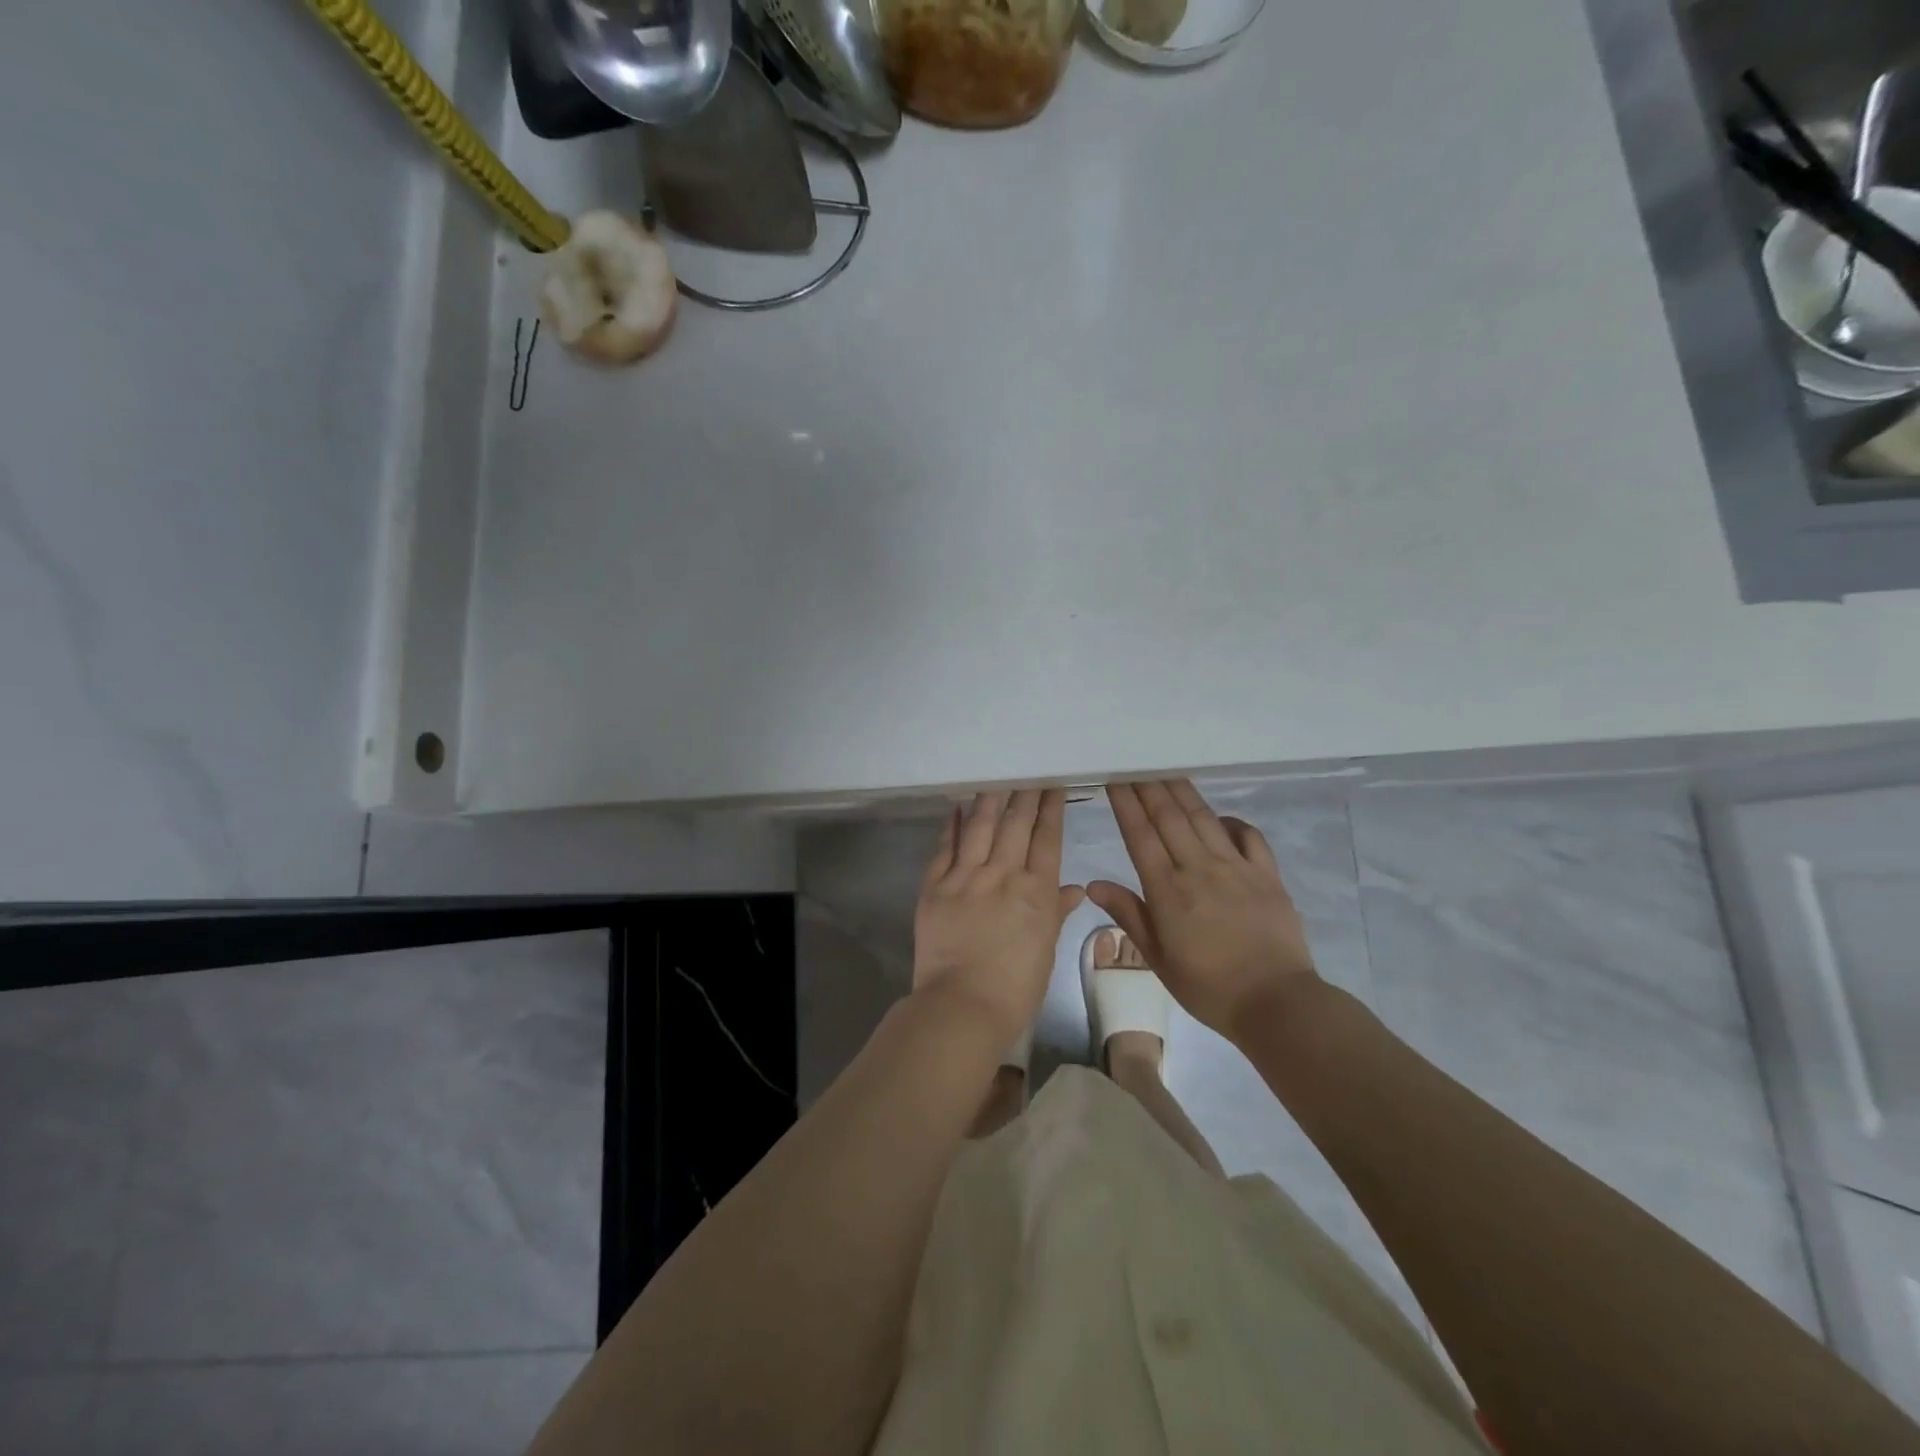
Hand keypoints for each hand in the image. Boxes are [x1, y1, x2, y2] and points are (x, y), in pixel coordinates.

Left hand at [913, 790, 1085, 1046]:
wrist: (963, 1006)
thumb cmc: (1015, 988)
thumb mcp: (1046, 950)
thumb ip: (1056, 913)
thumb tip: (1075, 888)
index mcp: (1036, 891)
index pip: (1047, 838)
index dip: (1051, 808)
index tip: (1053, 784)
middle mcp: (1002, 874)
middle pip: (1015, 824)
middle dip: (1024, 794)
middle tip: (1027, 769)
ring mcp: (966, 877)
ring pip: (980, 827)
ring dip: (989, 799)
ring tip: (995, 777)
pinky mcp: (935, 887)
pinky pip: (944, 848)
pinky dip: (950, 825)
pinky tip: (956, 806)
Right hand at [1086, 780, 1318, 1039]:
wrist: (1276, 1003)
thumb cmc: (1208, 986)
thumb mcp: (1158, 958)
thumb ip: (1129, 915)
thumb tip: (1093, 883)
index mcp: (1168, 889)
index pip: (1140, 835)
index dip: (1126, 804)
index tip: (1115, 778)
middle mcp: (1199, 868)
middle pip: (1169, 817)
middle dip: (1149, 787)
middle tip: (1135, 763)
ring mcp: (1236, 868)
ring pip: (1204, 819)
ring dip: (1183, 792)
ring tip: (1167, 770)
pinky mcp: (1267, 875)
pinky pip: (1248, 836)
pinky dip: (1232, 821)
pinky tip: (1220, 817)